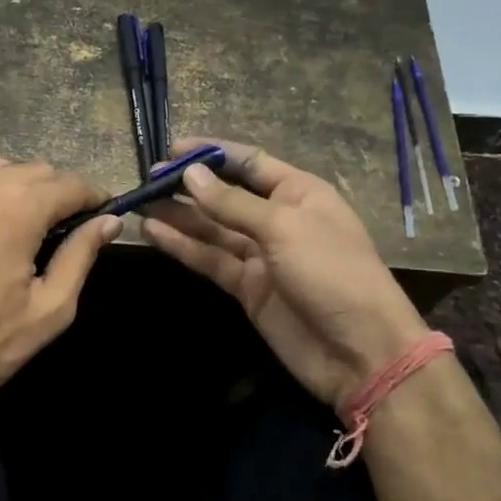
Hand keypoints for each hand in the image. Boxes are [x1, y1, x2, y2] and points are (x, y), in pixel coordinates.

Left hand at [0, 159, 119, 424]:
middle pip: (33, 170)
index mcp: (18, 207)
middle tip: (66, 227)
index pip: (70, 183)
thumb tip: (109, 222)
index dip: (94, 196)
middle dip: (57, 191)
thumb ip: (80, 257)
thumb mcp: (46, 311)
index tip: (104, 213)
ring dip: (18, 190)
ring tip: (24, 227)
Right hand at [143, 138, 430, 409]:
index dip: (212, 153)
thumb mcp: (285, 228)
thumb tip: (191, 174)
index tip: (172, 148)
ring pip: (212, 229)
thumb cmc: (333, 274)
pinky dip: (183, 247)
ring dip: (179, 216)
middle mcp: (278, 219)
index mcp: (299, 192)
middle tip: (147, 180)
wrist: (360, 352)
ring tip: (140, 204)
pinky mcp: (247, 287)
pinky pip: (210, 259)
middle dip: (189, 186)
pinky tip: (154, 233)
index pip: (249, 162)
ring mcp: (261, 255)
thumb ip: (233, 203)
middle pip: (226, 195)